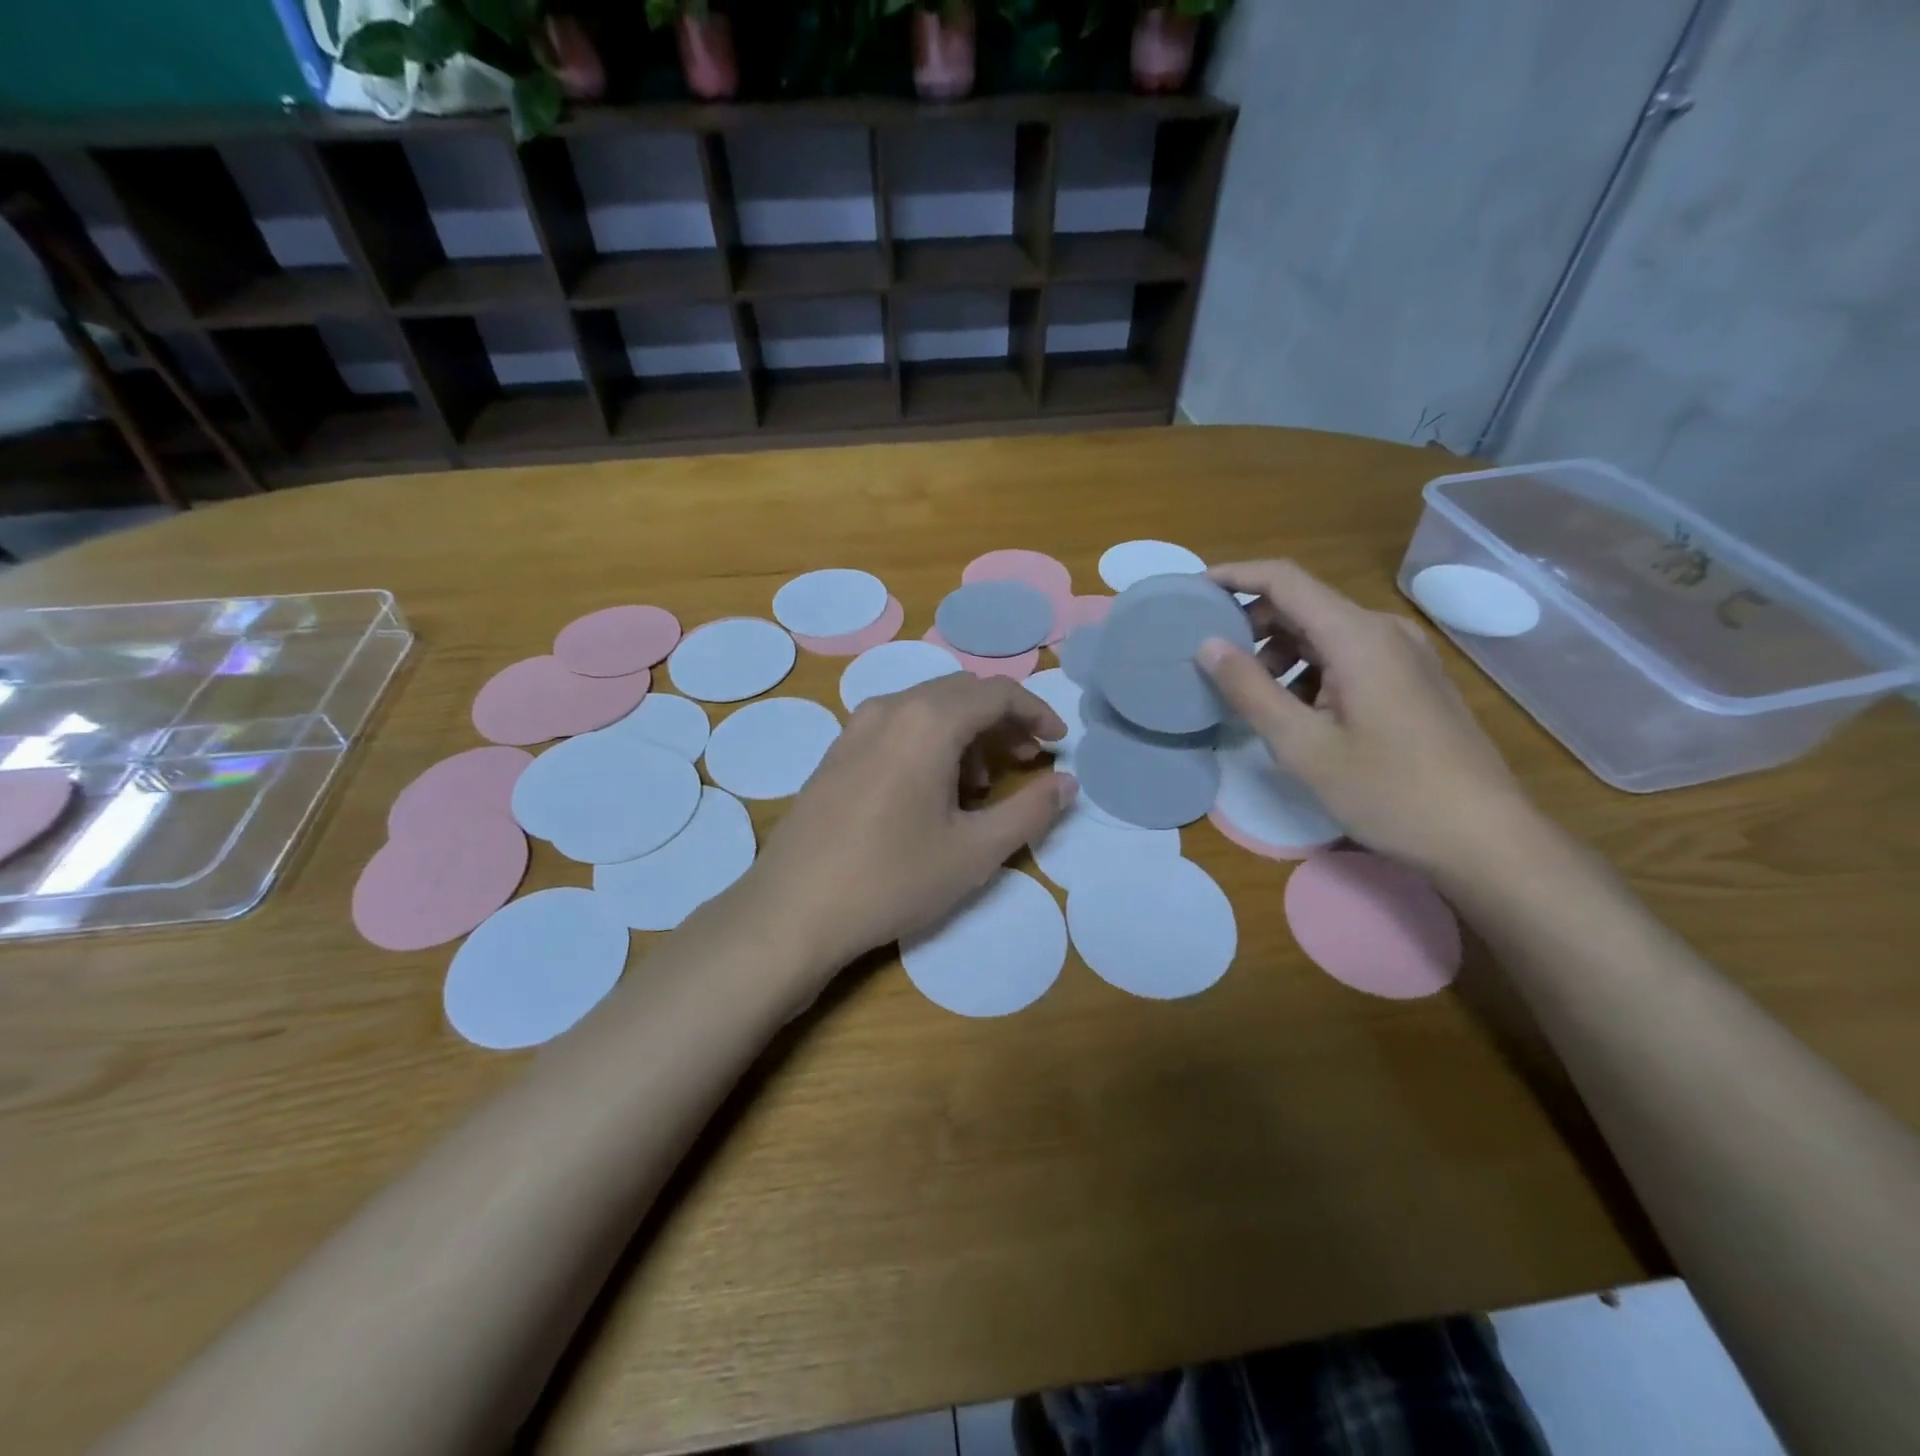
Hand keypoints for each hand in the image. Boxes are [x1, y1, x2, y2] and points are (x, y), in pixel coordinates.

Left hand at [738, 674, 1076, 978]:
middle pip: (962, 694)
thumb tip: (1068, 783)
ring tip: (980, 789)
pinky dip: (930, 744)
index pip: (997, 693)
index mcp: (928, 721)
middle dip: (1003, 723)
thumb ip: (1031, 811)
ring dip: (966, 735)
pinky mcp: (836, 752)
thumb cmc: (892, 879)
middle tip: (1028, 763)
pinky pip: (897, 728)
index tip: (1058, 744)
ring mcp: (856, 728)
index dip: (1036, 713)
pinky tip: (931, 794)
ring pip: (928, 710)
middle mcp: (890, 708)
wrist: (792, 911)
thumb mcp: (974, 851)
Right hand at [1197, 559, 1539, 873]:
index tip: (1192, 592)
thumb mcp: (1303, 746)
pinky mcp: (1412, 679)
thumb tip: (1207, 645)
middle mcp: (1384, 631)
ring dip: (1281, 654)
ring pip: (1324, 633)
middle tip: (1216, 664)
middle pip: (1304, 604)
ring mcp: (1404, 655)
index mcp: (1358, 636)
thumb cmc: (1388, 791)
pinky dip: (1310, 671)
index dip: (1234, 577)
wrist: (1483, 837)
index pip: (1284, 580)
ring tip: (1256, 700)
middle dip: (1253, 625)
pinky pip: (1348, 656)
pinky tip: (1299, 715)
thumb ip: (1250, 690)